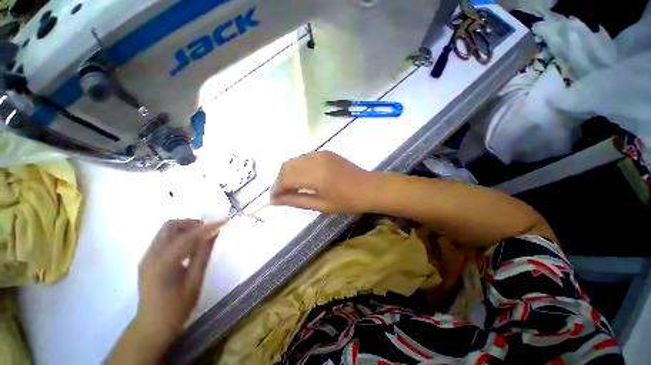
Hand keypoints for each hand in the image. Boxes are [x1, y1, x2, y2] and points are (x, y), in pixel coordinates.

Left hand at [108, 220, 221, 363]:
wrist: (152, 326)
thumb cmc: (176, 308)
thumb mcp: (195, 281)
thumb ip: (203, 254)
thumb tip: (214, 233)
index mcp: (163, 262)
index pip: (188, 236)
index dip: (208, 227)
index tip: (224, 222)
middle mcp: (151, 255)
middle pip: (171, 226)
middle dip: (192, 224)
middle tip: (208, 231)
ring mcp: (147, 257)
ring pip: (167, 231)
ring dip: (186, 229)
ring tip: (201, 239)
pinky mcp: (148, 260)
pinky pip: (164, 240)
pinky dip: (179, 237)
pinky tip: (189, 249)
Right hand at [271, 151, 377, 213]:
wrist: (369, 187)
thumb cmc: (348, 201)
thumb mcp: (321, 205)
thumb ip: (297, 201)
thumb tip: (275, 201)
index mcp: (315, 175)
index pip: (286, 178)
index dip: (276, 189)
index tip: (274, 199)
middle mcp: (315, 159)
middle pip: (287, 166)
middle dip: (280, 180)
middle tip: (281, 194)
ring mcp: (321, 153)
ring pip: (294, 160)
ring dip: (288, 173)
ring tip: (290, 187)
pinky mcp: (326, 152)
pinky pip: (305, 157)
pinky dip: (298, 167)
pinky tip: (302, 178)